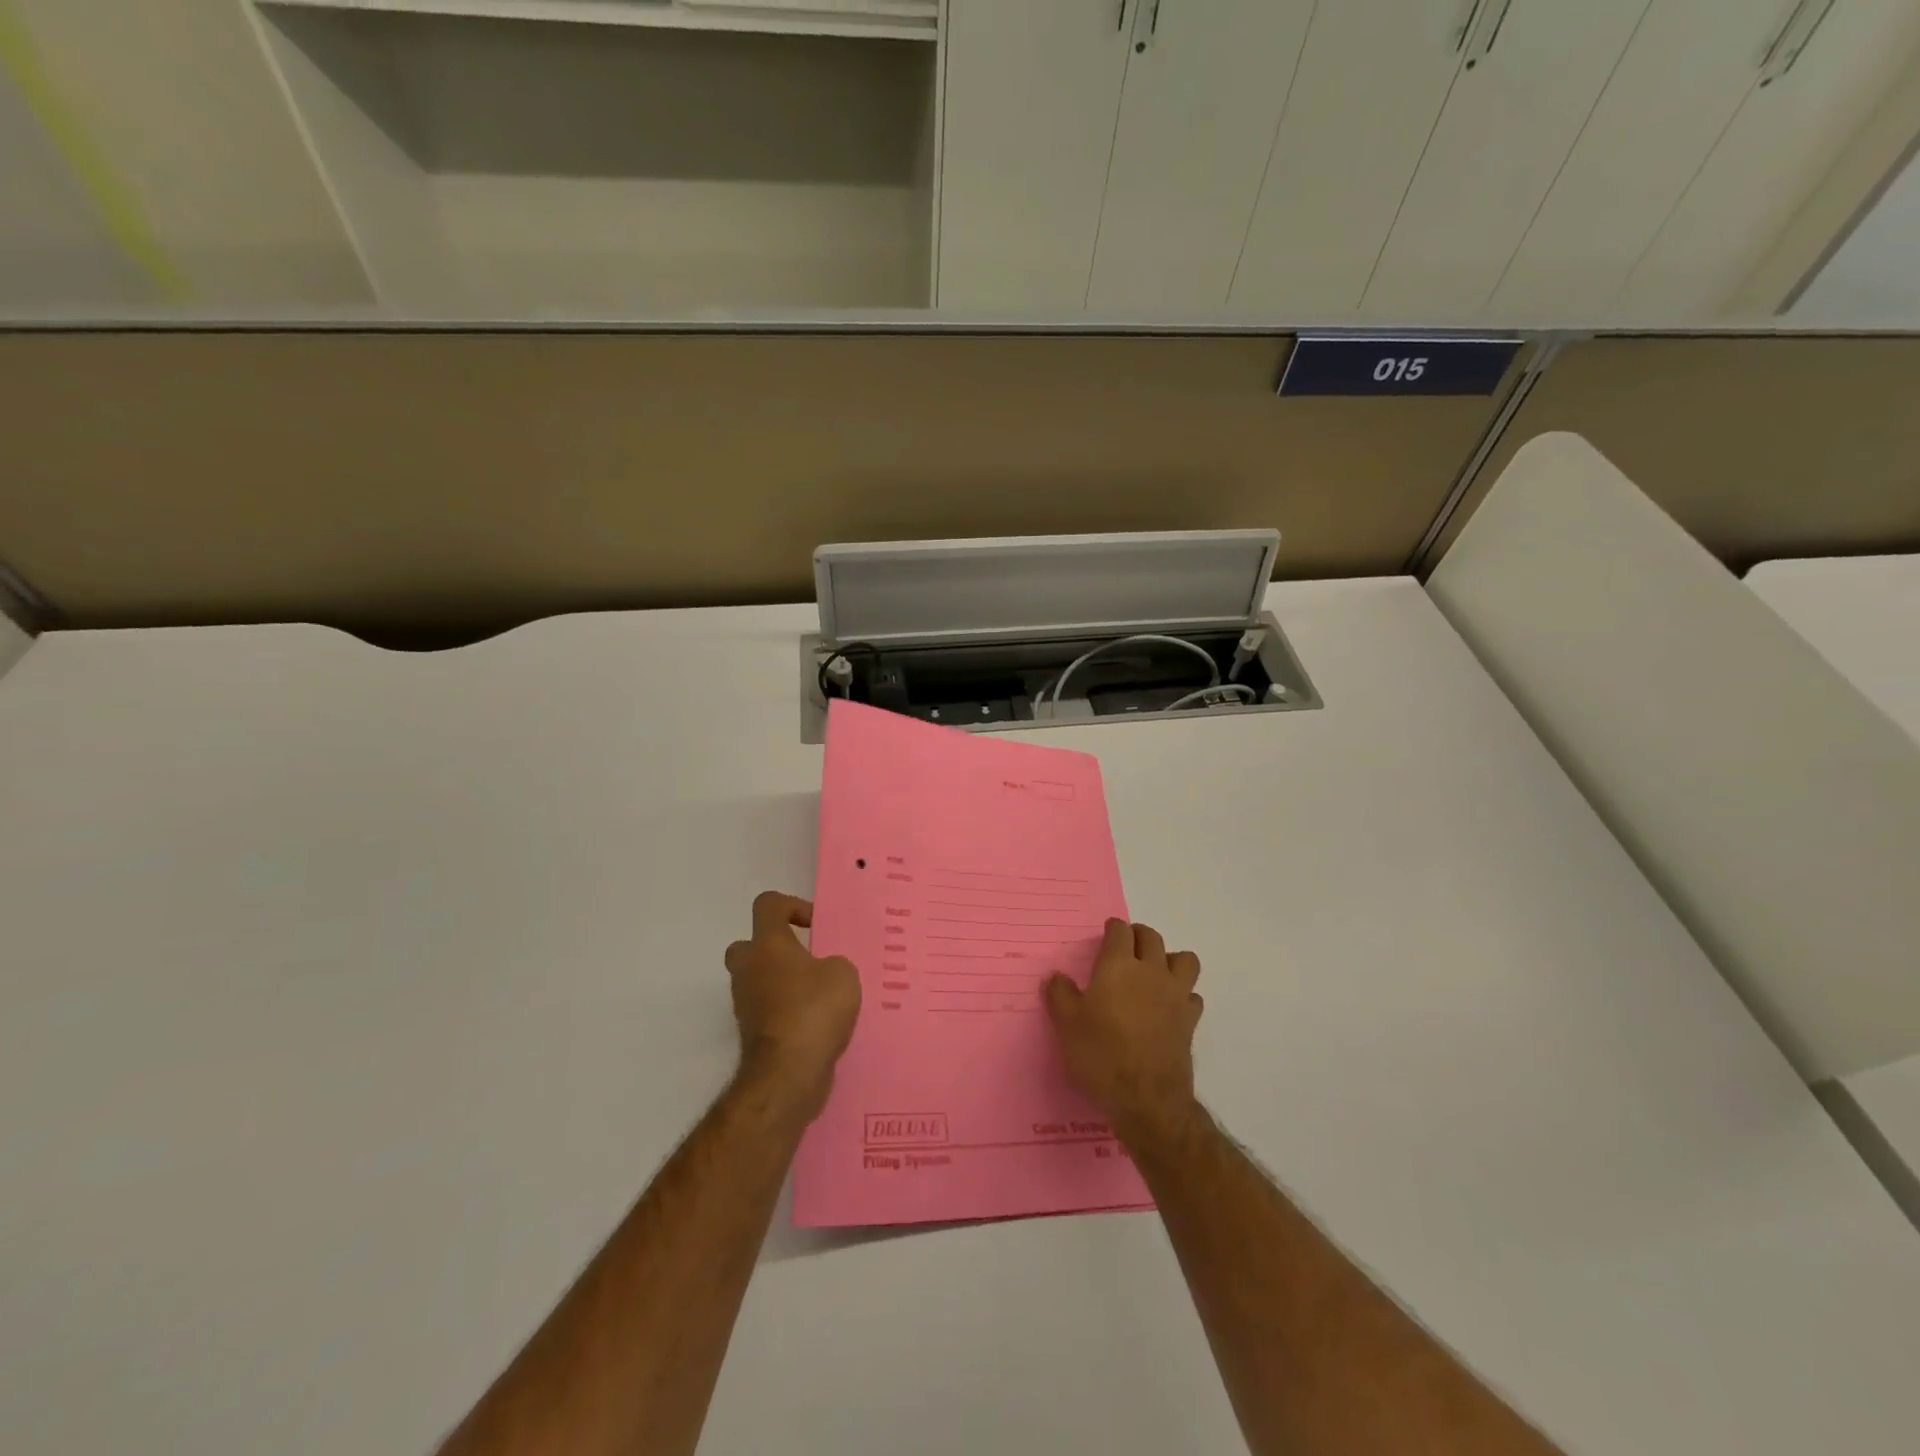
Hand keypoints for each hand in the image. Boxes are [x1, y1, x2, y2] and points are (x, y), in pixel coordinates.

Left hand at [725, 892, 861, 1122]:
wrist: (788, 1074)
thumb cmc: (814, 1010)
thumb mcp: (843, 973)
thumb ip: (834, 963)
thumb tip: (824, 972)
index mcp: (767, 944)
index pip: (768, 905)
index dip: (792, 906)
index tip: (816, 925)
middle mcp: (748, 969)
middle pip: (750, 945)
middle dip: (776, 949)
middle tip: (808, 960)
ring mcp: (745, 1003)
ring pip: (759, 981)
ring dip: (783, 984)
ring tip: (821, 996)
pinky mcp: (752, 1034)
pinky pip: (768, 1011)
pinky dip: (787, 1012)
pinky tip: (818, 1023)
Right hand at [1044, 919, 1202, 1145]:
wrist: (1146, 1098)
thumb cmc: (1101, 1054)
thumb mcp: (1066, 1024)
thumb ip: (1060, 995)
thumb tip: (1056, 977)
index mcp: (1119, 966)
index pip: (1120, 931)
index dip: (1112, 929)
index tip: (1106, 935)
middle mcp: (1151, 972)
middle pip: (1152, 937)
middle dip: (1139, 936)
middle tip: (1127, 947)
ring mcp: (1176, 995)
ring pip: (1184, 960)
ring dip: (1170, 959)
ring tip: (1156, 971)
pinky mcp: (1190, 1020)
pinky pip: (1193, 996)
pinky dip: (1183, 995)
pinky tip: (1169, 1007)